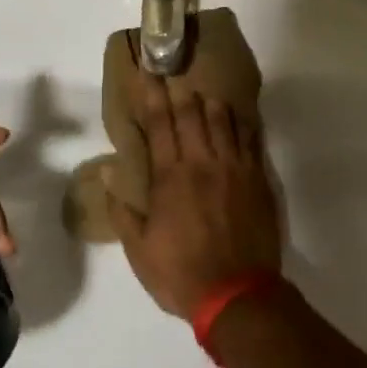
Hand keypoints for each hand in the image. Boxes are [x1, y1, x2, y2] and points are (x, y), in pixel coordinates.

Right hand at [108, 73, 281, 317]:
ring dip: (210, 102)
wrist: (238, 294)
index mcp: (170, 176)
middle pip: (191, 113)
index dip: (151, 95)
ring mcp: (234, 167)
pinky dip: (241, 122)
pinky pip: (250, 139)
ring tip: (203, 93)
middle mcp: (202, 162)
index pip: (158, 124)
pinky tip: (237, 115)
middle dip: (179, 90)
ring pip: (222, 120)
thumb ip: (123, 210)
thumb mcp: (139, 250)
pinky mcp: (257, 178)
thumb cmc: (181, 274)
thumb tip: (109, 173)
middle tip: (173, 74)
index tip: (148, 73)